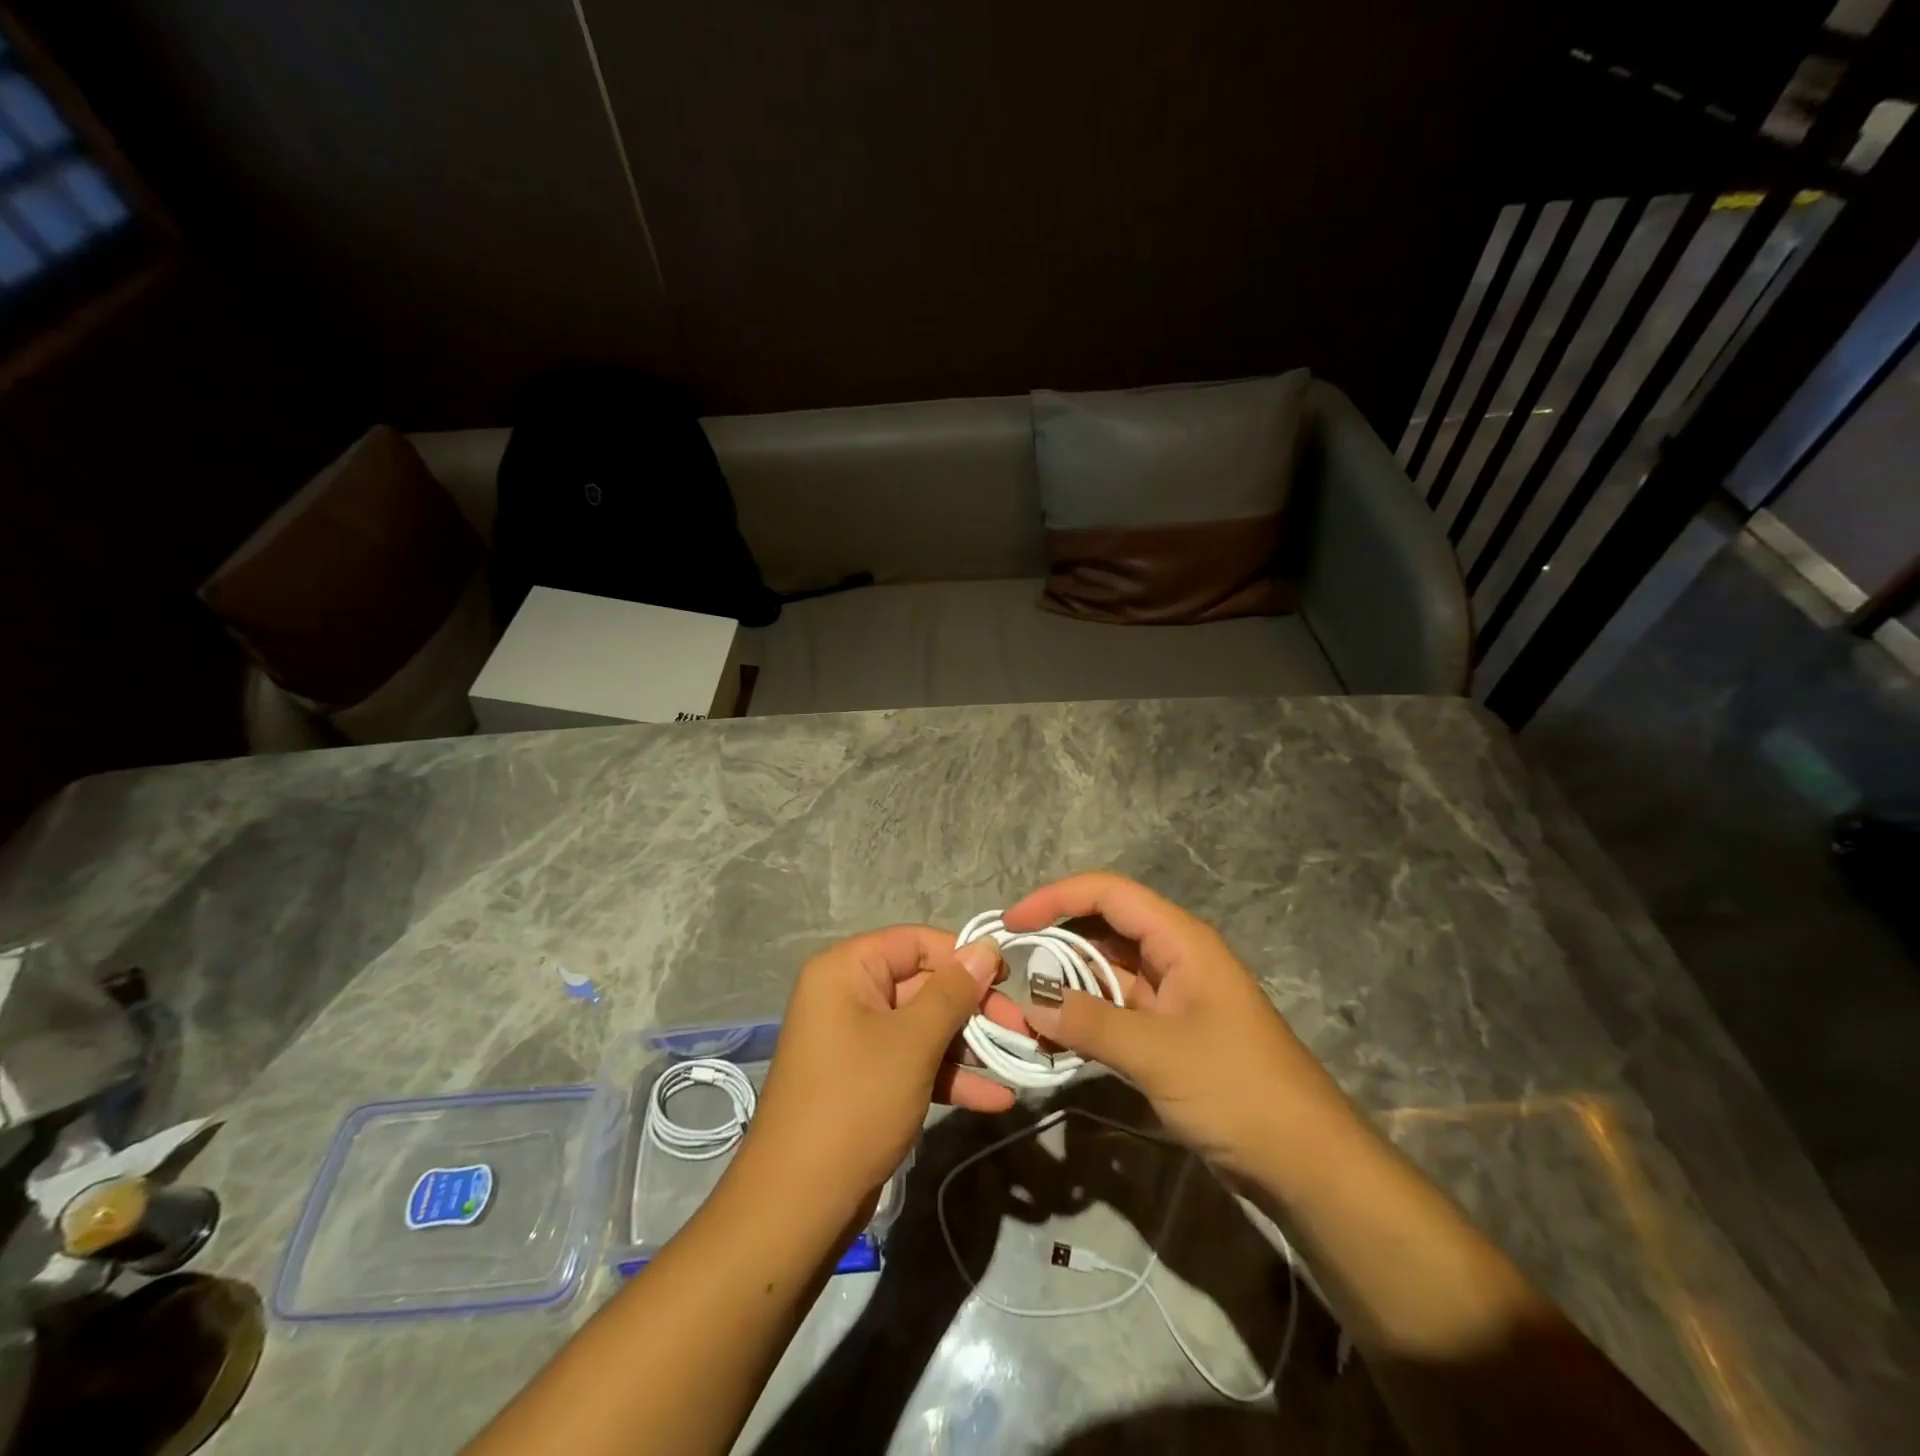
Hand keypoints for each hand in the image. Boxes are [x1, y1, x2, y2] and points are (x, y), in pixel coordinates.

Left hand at [739, 926, 1017, 1215]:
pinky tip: (996, 1098)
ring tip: (1020, 1062)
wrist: (798, 1205)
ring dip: (970, 1045)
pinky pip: (914, 1062)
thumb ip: (953, 991)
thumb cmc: (855, 1103)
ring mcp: (858, 1040)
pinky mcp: (868, 1080)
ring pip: (924, 1026)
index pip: (916, 942)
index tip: (1008, 979)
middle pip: (924, 984)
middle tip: (1022, 1028)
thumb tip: (987, 947)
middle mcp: (849, 995)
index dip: (963, 956)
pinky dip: (950, 1076)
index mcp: (847, 970)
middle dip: (975, 1008)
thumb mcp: (912, 1042)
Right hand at [1005, 873, 1356, 1177]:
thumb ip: (1091, 1022)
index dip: (1056, 898)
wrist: (1306, 1162)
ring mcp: (1173, 997)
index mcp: (1180, 940)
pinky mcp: (1170, 1034)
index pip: (1109, 894)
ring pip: (1108, 973)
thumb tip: (1032, 1003)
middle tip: (1009, 968)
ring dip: (1068, 986)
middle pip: (1104, 930)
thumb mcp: (1158, 1053)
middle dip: (1056, 943)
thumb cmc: (1237, 1089)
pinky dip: (1086, 1019)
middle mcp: (1175, 957)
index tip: (1013, 923)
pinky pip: (1117, 1011)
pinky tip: (1055, 1038)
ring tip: (1023, 1007)